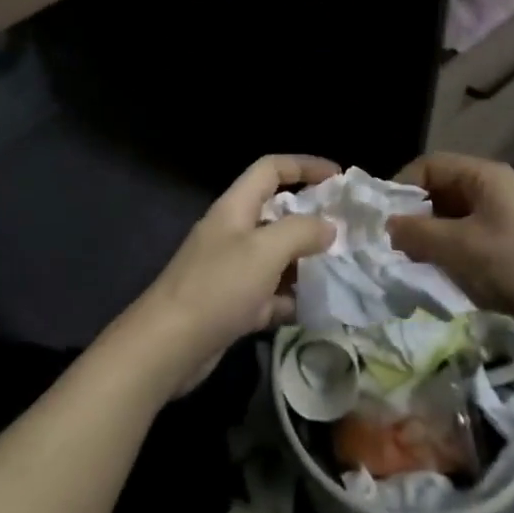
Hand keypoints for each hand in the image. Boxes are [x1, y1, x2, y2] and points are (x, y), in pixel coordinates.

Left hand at [120, 155, 337, 395]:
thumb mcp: (265, 250)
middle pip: (275, 212)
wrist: (167, 346)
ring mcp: (230, 270)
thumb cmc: (218, 286)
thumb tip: (328, 226)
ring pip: (275, 256)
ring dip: (304, 261)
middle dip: (310, 217)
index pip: (271, 169)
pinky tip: (315, 308)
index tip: (338, 175)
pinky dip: (290, 298)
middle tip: (346, 229)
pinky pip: (269, 294)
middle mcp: (232, 232)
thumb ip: (301, 231)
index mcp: (235, 207)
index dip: (304, 166)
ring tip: (340, 268)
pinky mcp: (231, 305)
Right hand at [386, 153, 513, 360]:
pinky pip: (467, 242)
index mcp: (483, 177)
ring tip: (412, 266)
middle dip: (414, 218)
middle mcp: (492, 191)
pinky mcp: (508, 248)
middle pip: (439, 193)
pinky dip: (449, 256)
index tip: (381, 219)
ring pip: (450, 220)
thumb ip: (417, 233)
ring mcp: (502, 220)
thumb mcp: (460, 248)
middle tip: (393, 247)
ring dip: (430, 241)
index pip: (429, 166)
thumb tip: (387, 226)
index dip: (401, 187)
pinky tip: (439, 278)